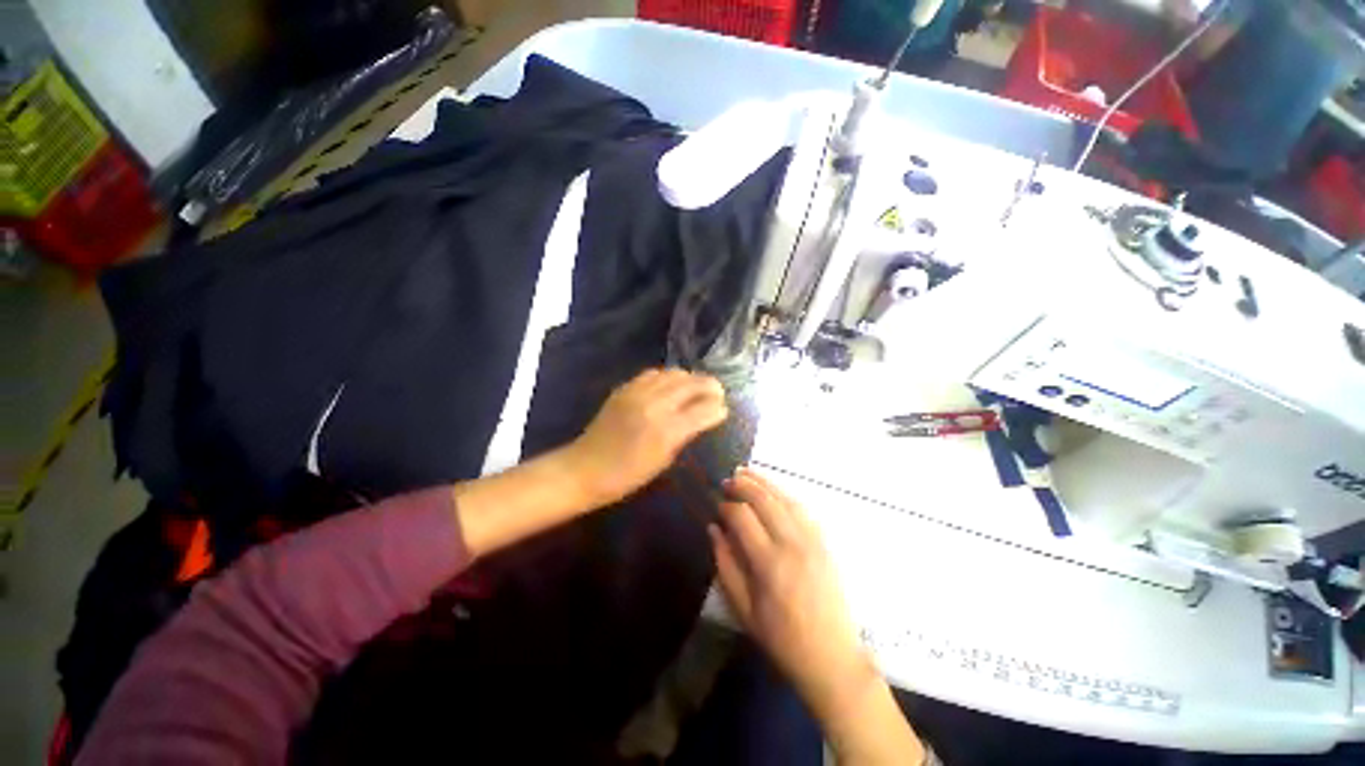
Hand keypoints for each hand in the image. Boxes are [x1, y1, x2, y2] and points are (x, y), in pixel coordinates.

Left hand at [565, 368, 727, 506]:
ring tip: (696, 387)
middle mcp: (654, 405)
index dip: (718, 408)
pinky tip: (670, 386)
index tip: (724, 409)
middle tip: (718, 392)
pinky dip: (668, 377)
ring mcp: (637, 393)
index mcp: (665, 431)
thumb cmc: (627, 476)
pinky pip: (653, 373)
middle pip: (691, 384)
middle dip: (709, 386)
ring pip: (673, 373)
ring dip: (690, 378)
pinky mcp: (624, 388)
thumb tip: (703, 418)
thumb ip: (684, 435)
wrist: (584, 468)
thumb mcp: (662, 461)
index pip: (703, 410)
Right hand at [709, 469, 874, 717]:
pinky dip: (785, 493)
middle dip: (743, 484)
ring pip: (785, 498)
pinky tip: (774, 489)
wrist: (832, 657)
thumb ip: (725, 565)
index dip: (727, 505)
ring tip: (746, 472)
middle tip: (728, 479)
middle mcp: (792, 544)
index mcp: (768, 563)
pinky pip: (803, 508)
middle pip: (764, 500)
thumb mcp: (743, 609)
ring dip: (764, 482)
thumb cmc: (781, 638)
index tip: (717, 504)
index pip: (742, 517)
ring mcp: (812, 540)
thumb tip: (713, 529)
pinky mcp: (825, 542)